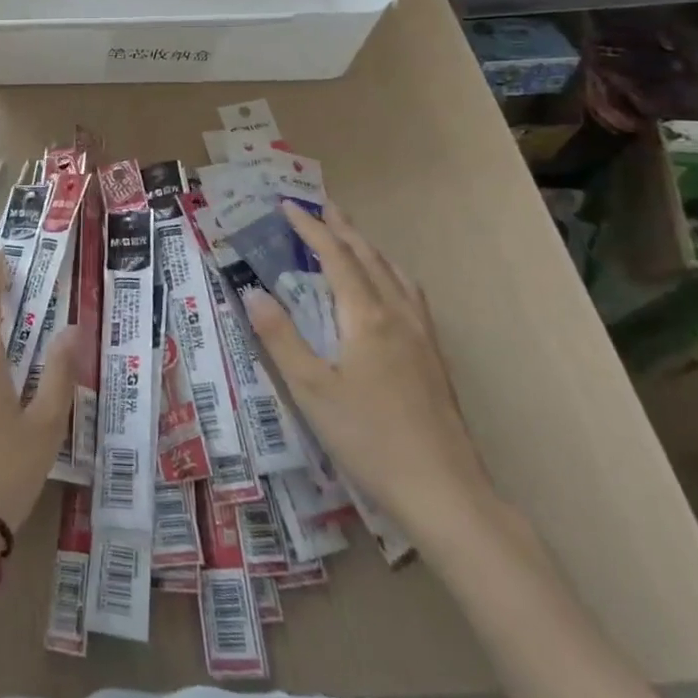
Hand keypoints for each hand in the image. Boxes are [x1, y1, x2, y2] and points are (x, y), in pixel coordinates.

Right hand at [245, 202, 495, 539]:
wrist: (445, 492)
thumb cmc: (369, 439)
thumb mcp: (311, 390)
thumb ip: (280, 337)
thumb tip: (252, 292)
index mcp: (366, 316)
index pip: (335, 256)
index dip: (310, 228)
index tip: (287, 205)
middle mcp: (397, 315)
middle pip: (368, 256)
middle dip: (342, 227)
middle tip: (321, 205)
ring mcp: (422, 336)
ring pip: (394, 273)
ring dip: (368, 247)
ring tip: (351, 237)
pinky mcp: (434, 357)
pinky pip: (410, 294)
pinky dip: (390, 273)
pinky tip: (389, 290)